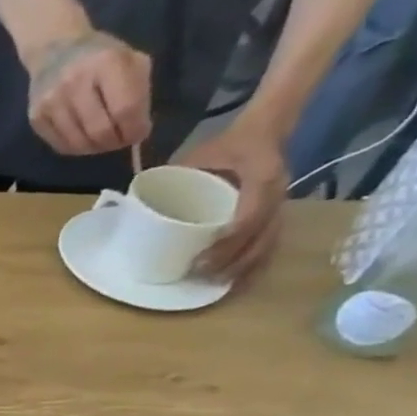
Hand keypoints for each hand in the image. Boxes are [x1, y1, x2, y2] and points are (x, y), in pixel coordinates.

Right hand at [25, 31, 152, 157]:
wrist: (54, 50)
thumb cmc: (100, 56)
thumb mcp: (130, 60)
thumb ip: (138, 92)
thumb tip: (136, 131)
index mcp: (106, 63)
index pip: (125, 108)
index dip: (135, 128)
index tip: (139, 133)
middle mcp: (75, 83)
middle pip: (100, 130)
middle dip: (115, 141)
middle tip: (120, 140)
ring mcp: (51, 102)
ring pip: (79, 143)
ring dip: (96, 148)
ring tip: (103, 140)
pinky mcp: (36, 118)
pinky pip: (61, 145)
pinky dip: (77, 148)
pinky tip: (84, 138)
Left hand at [179, 119, 288, 280]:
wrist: (263, 130)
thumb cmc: (225, 145)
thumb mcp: (198, 156)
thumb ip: (172, 177)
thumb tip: (135, 206)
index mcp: (262, 177)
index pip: (250, 216)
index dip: (229, 241)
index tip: (203, 259)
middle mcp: (277, 193)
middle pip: (261, 236)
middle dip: (234, 260)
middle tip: (203, 276)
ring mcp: (281, 204)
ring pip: (269, 243)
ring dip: (245, 267)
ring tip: (217, 285)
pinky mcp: (278, 213)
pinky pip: (271, 242)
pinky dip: (255, 263)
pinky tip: (237, 280)